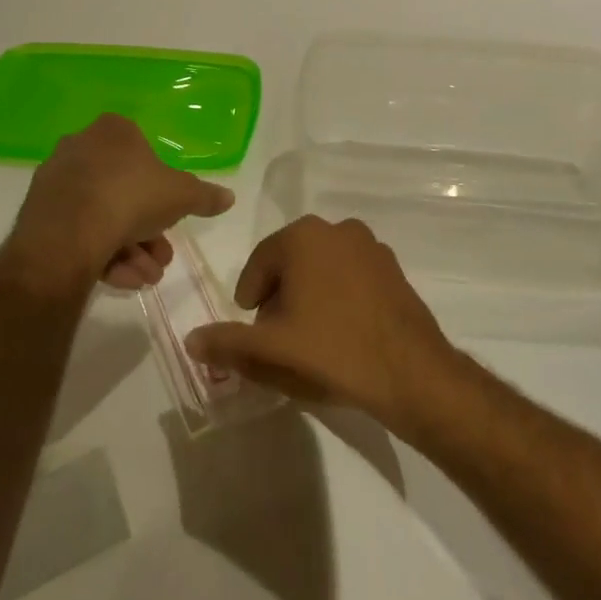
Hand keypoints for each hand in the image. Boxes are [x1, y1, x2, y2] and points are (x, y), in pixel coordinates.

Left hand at [7, 114, 233, 296]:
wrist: (68, 234)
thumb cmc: (131, 197)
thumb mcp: (182, 196)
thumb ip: (205, 196)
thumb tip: (229, 197)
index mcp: (114, 131)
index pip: (145, 154)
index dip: (163, 191)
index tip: (172, 219)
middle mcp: (81, 147)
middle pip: (125, 192)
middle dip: (148, 230)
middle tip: (161, 258)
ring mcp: (57, 180)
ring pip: (103, 215)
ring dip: (130, 249)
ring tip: (145, 278)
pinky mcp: (38, 213)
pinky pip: (79, 231)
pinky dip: (102, 254)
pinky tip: (120, 280)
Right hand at [186, 216, 460, 433]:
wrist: (409, 371)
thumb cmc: (332, 350)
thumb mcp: (271, 349)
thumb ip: (227, 343)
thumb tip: (191, 340)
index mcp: (304, 236)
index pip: (260, 262)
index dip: (250, 297)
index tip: (252, 329)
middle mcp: (338, 229)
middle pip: (292, 263)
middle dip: (280, 297)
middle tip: (278, 337)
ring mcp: (370, 246)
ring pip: (322, 269)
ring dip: (309, 296)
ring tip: (309, 339)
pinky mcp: (393, 268)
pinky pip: (351, 278)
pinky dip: (339, 298)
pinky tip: (342, 334)